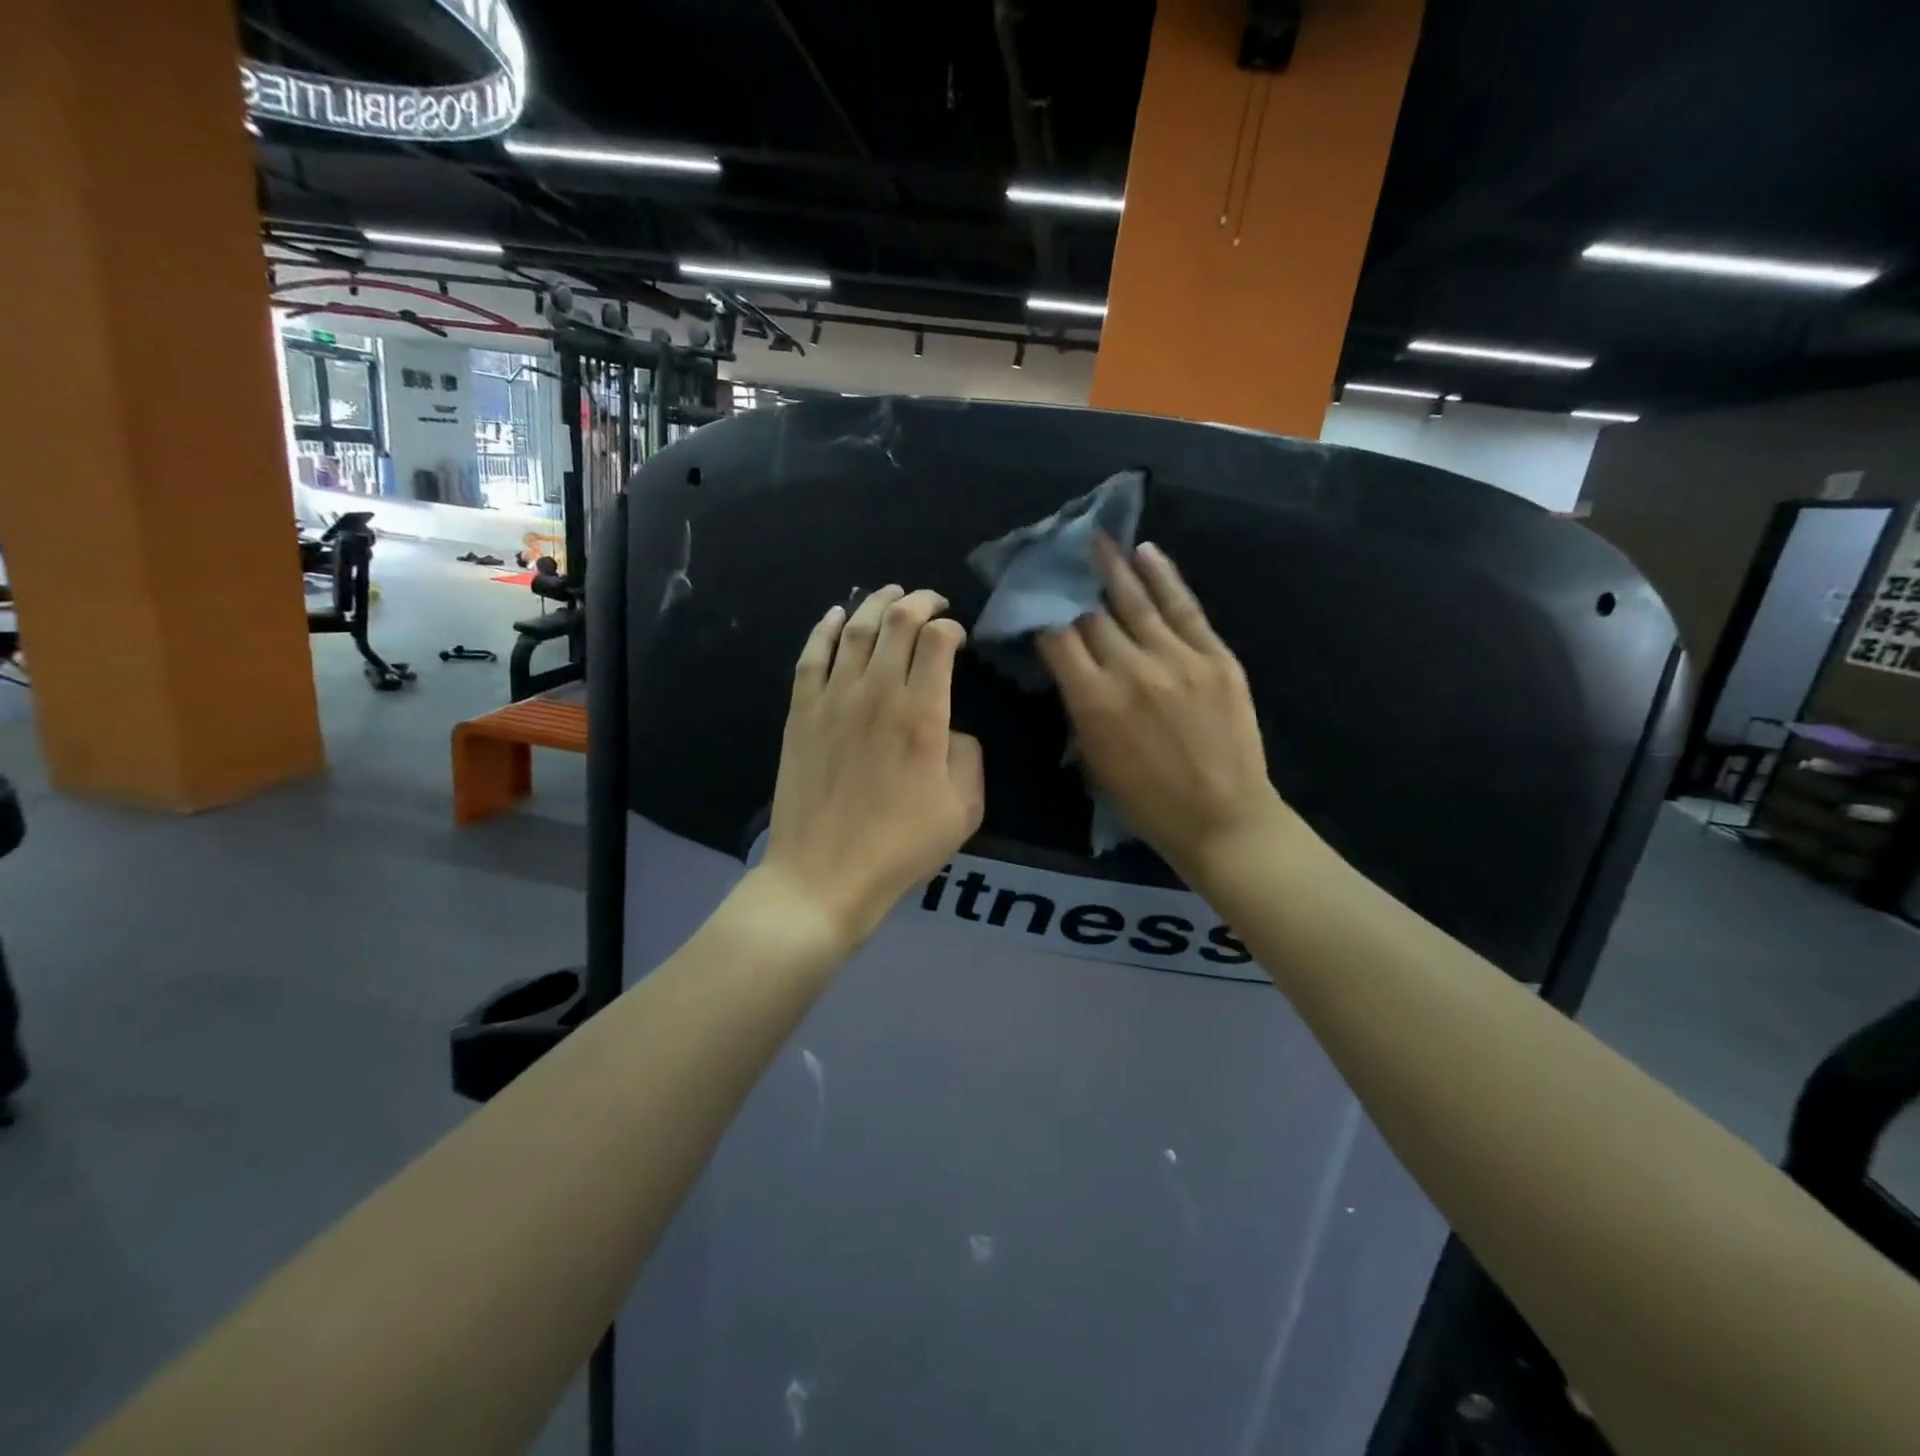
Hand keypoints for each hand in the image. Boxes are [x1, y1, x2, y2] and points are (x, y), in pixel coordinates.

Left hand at [758, 585, 984, 945]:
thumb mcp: (964, 808)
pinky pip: (812, 655)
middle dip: (919, 600)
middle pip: (897, 622)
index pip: (938, 641)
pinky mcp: (801, 712)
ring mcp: (833, 699)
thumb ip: (968, 755)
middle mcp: (876, 692)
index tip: (958, 636)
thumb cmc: (900, 846)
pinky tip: (835, 615)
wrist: (824, 874)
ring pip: (854, 629)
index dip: (952, 627)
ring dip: (876, 603)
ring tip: (891, 593)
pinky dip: (825, 628)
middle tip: (931, 599)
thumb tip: (951, 728)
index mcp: (922, 713)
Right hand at [1037, 539, 1284, 880]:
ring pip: (1136, 601)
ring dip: (1113, 567)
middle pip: (1092, 616)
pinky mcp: (1216, 657)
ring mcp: (1178, 659)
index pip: (1057, 639)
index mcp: (1093, 701)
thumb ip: (1077, 708)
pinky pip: (1184, 607)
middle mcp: (1130, 670)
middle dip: (1073, 592)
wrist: (1223, 819)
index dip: (1042, 618)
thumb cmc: (1147, 802)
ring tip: (1098, 539)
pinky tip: (1147, 552)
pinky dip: (1164, 577)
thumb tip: (1067, 667)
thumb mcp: (1093, 761)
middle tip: (1061, 566)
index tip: (1037, 607)